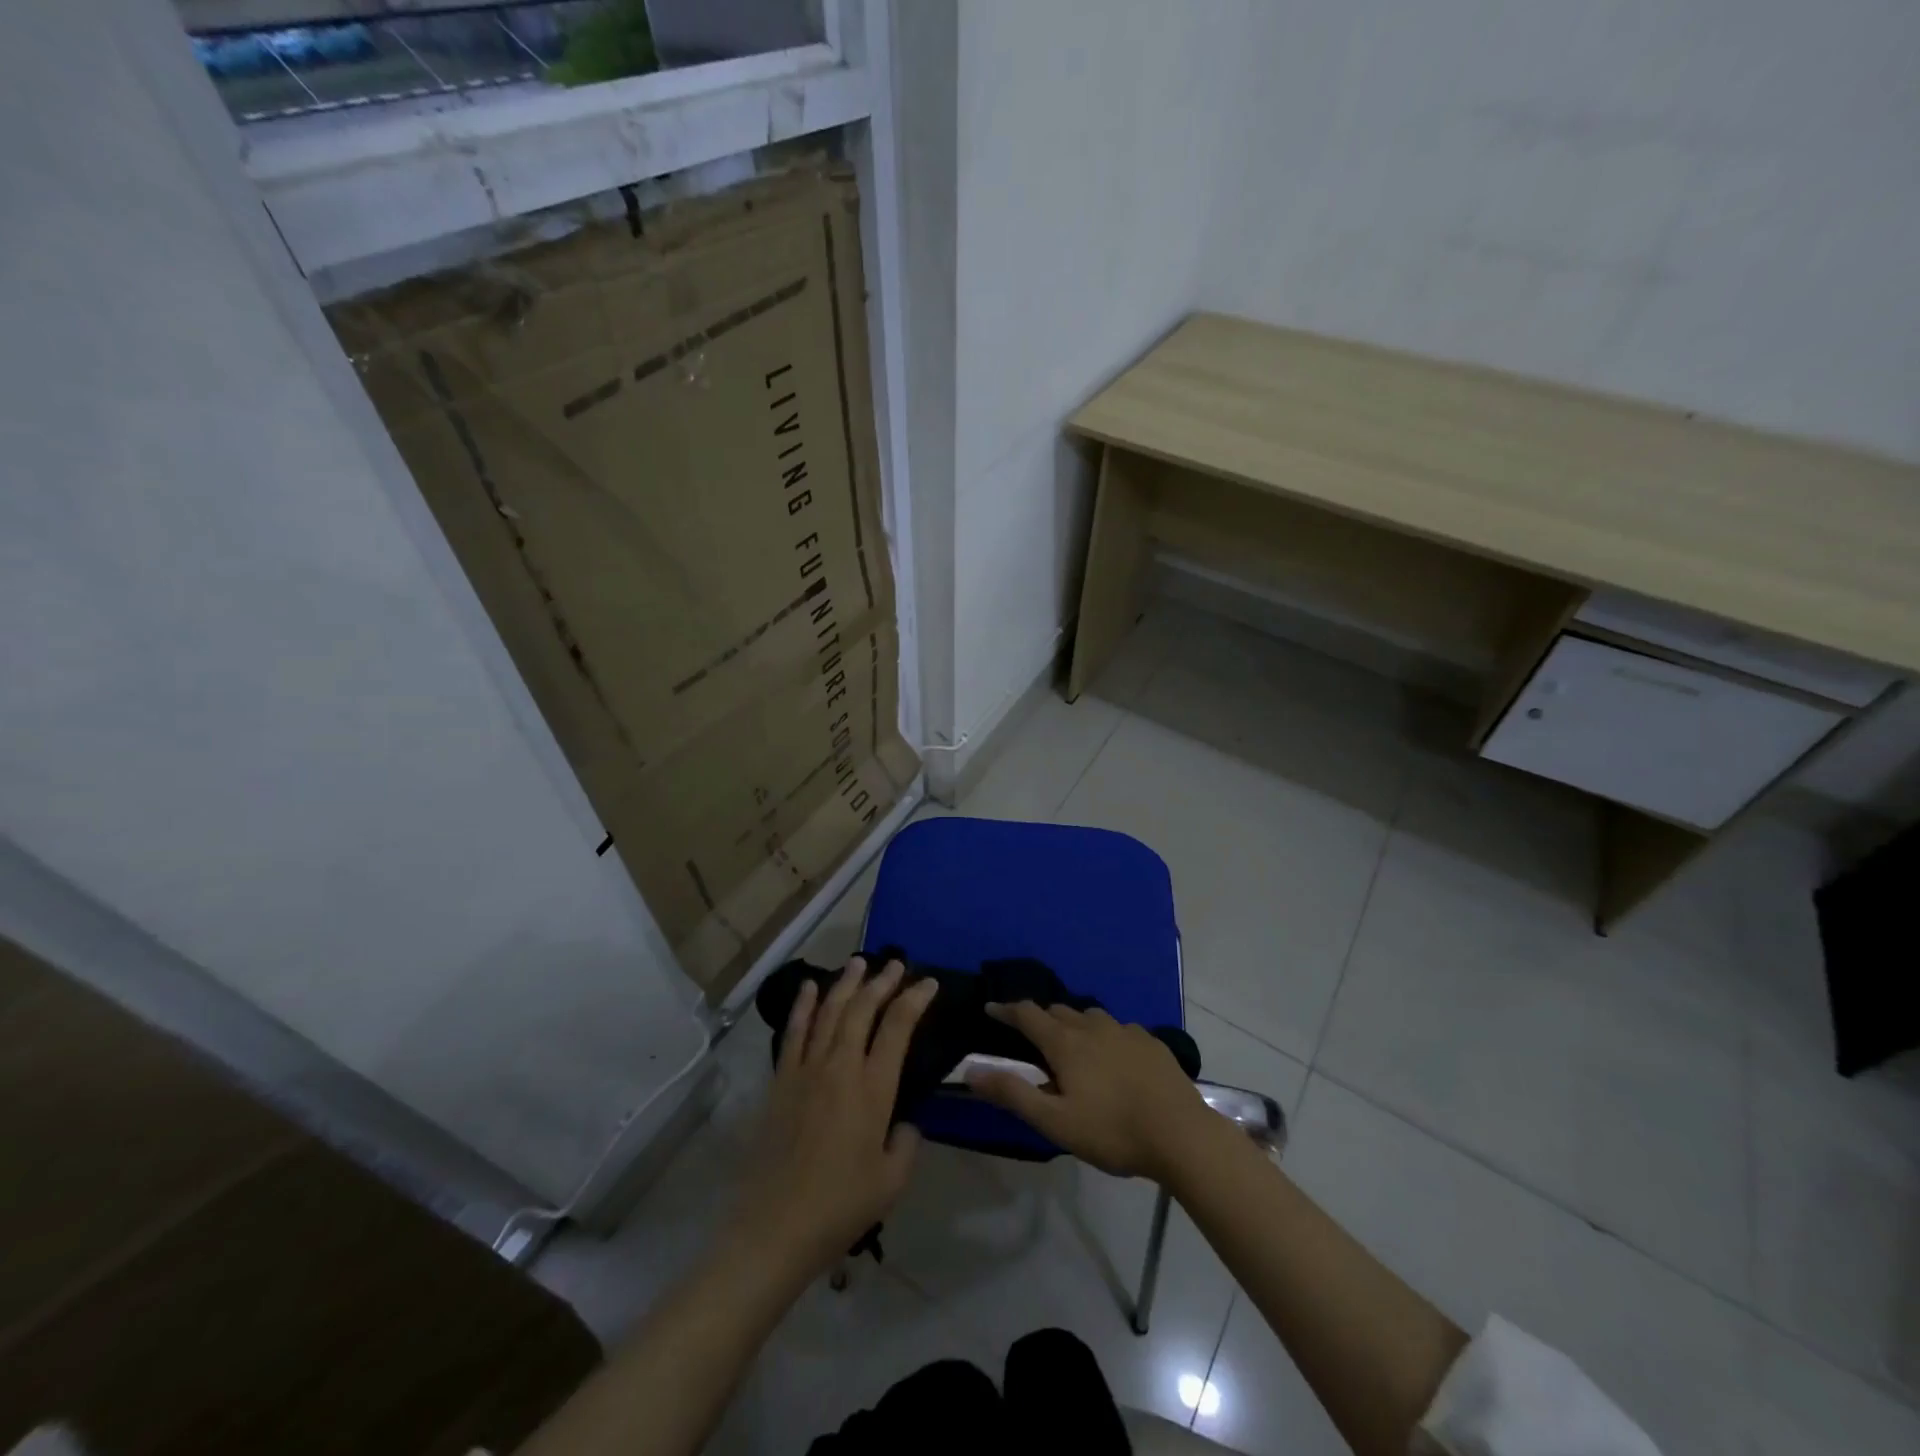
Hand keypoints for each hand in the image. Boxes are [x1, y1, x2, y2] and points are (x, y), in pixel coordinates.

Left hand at [726, 956, 936, 1280]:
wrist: (774, 1228)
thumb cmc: (840, 1207)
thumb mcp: (892, 1181)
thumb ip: (907, 1142)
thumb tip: (904, 1122)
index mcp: (873, 1088)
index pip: (898, 1027)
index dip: (915, 999)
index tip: (928, 983)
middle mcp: (840, 1067)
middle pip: (862, 1009)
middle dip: (882, 981)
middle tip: (897, 964)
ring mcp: (806, 1070)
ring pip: (829, 1011)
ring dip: (846, 983)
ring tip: (859, 962)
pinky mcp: (781, 1081)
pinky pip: (794, 1032)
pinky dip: (803, 1005)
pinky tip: (810, 987)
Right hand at [966, 1001, 1211, 1181]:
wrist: (1182, 1134)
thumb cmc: (1113, 1131)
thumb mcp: (1055, 1122)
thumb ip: (1013, 1093)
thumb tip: (972, 1070)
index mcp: (1065, 1042)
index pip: (1027, 1013)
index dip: (1006, 1009)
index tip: (990, 1008)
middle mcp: (1092, 1025)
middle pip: (1057, 1010)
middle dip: (1039, 1018)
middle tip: (1030, 1036)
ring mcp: (1125, 1030)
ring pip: (1089, 1016)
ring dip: (1072, 1023)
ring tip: (1071, 1045)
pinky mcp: (1151, 1041)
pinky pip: (1118, 1028)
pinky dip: (1104, 1035)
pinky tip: (1112, 1057)